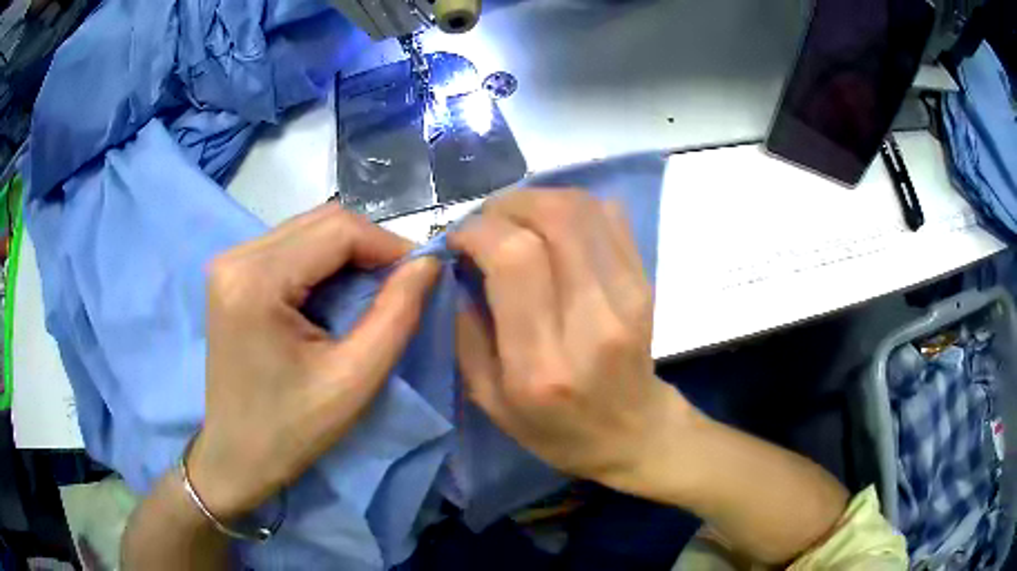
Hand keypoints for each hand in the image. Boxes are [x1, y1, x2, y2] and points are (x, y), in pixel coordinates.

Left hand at [187, 203, 439, 519]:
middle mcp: (236, 257)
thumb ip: (397, 315)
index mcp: (257, 281)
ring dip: (348, 253)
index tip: (422, 274)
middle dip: (370, 246)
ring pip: (307, 229)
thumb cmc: (292, 430)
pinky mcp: (231, 273)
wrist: (236, 455)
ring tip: (373, 292)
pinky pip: (290, 246)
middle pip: (321, 222)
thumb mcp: (354, 380)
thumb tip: (429, 263)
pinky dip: (323, 261)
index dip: (388, 244)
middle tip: (401, 284)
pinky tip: (336, 294)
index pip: (337, 230)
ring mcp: (229, 262)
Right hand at [450, 191, 690, 489]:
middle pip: (554, 219)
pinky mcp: (645, 281)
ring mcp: (628, 295)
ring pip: (583, 208)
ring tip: (514, 220)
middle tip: (485, 223)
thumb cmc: (557, 428)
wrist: (634, 431)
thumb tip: (461, 266)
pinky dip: (571, 206)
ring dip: (537, 199)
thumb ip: (466, 331)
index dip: (479, 231)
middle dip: (507, 206)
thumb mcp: (490, 400)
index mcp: (543, 362)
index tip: (458, 239)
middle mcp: (592, 321)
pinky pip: (609, 216)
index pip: (515, 259)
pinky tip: (551, 227)